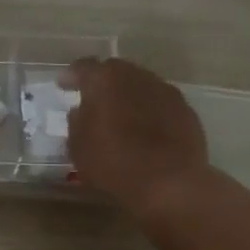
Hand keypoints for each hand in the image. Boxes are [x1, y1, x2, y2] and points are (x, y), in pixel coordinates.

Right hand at [65, 57, 210, 216]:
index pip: (83, 67)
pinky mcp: (185, 109)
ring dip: (128, 94)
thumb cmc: (114, 164)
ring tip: (122, 114)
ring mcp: (164, 90)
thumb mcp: (78, 147)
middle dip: (103, 82)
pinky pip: (160, 102)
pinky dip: (150, 110)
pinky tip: (147, 129)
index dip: (71, 76)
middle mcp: (135, 76)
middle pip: (114, 70)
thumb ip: (76, 122)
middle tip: (94, 99)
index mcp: (103, 80)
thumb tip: (81, 111)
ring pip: (140, 84)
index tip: (64, 85)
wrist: (170, 182)